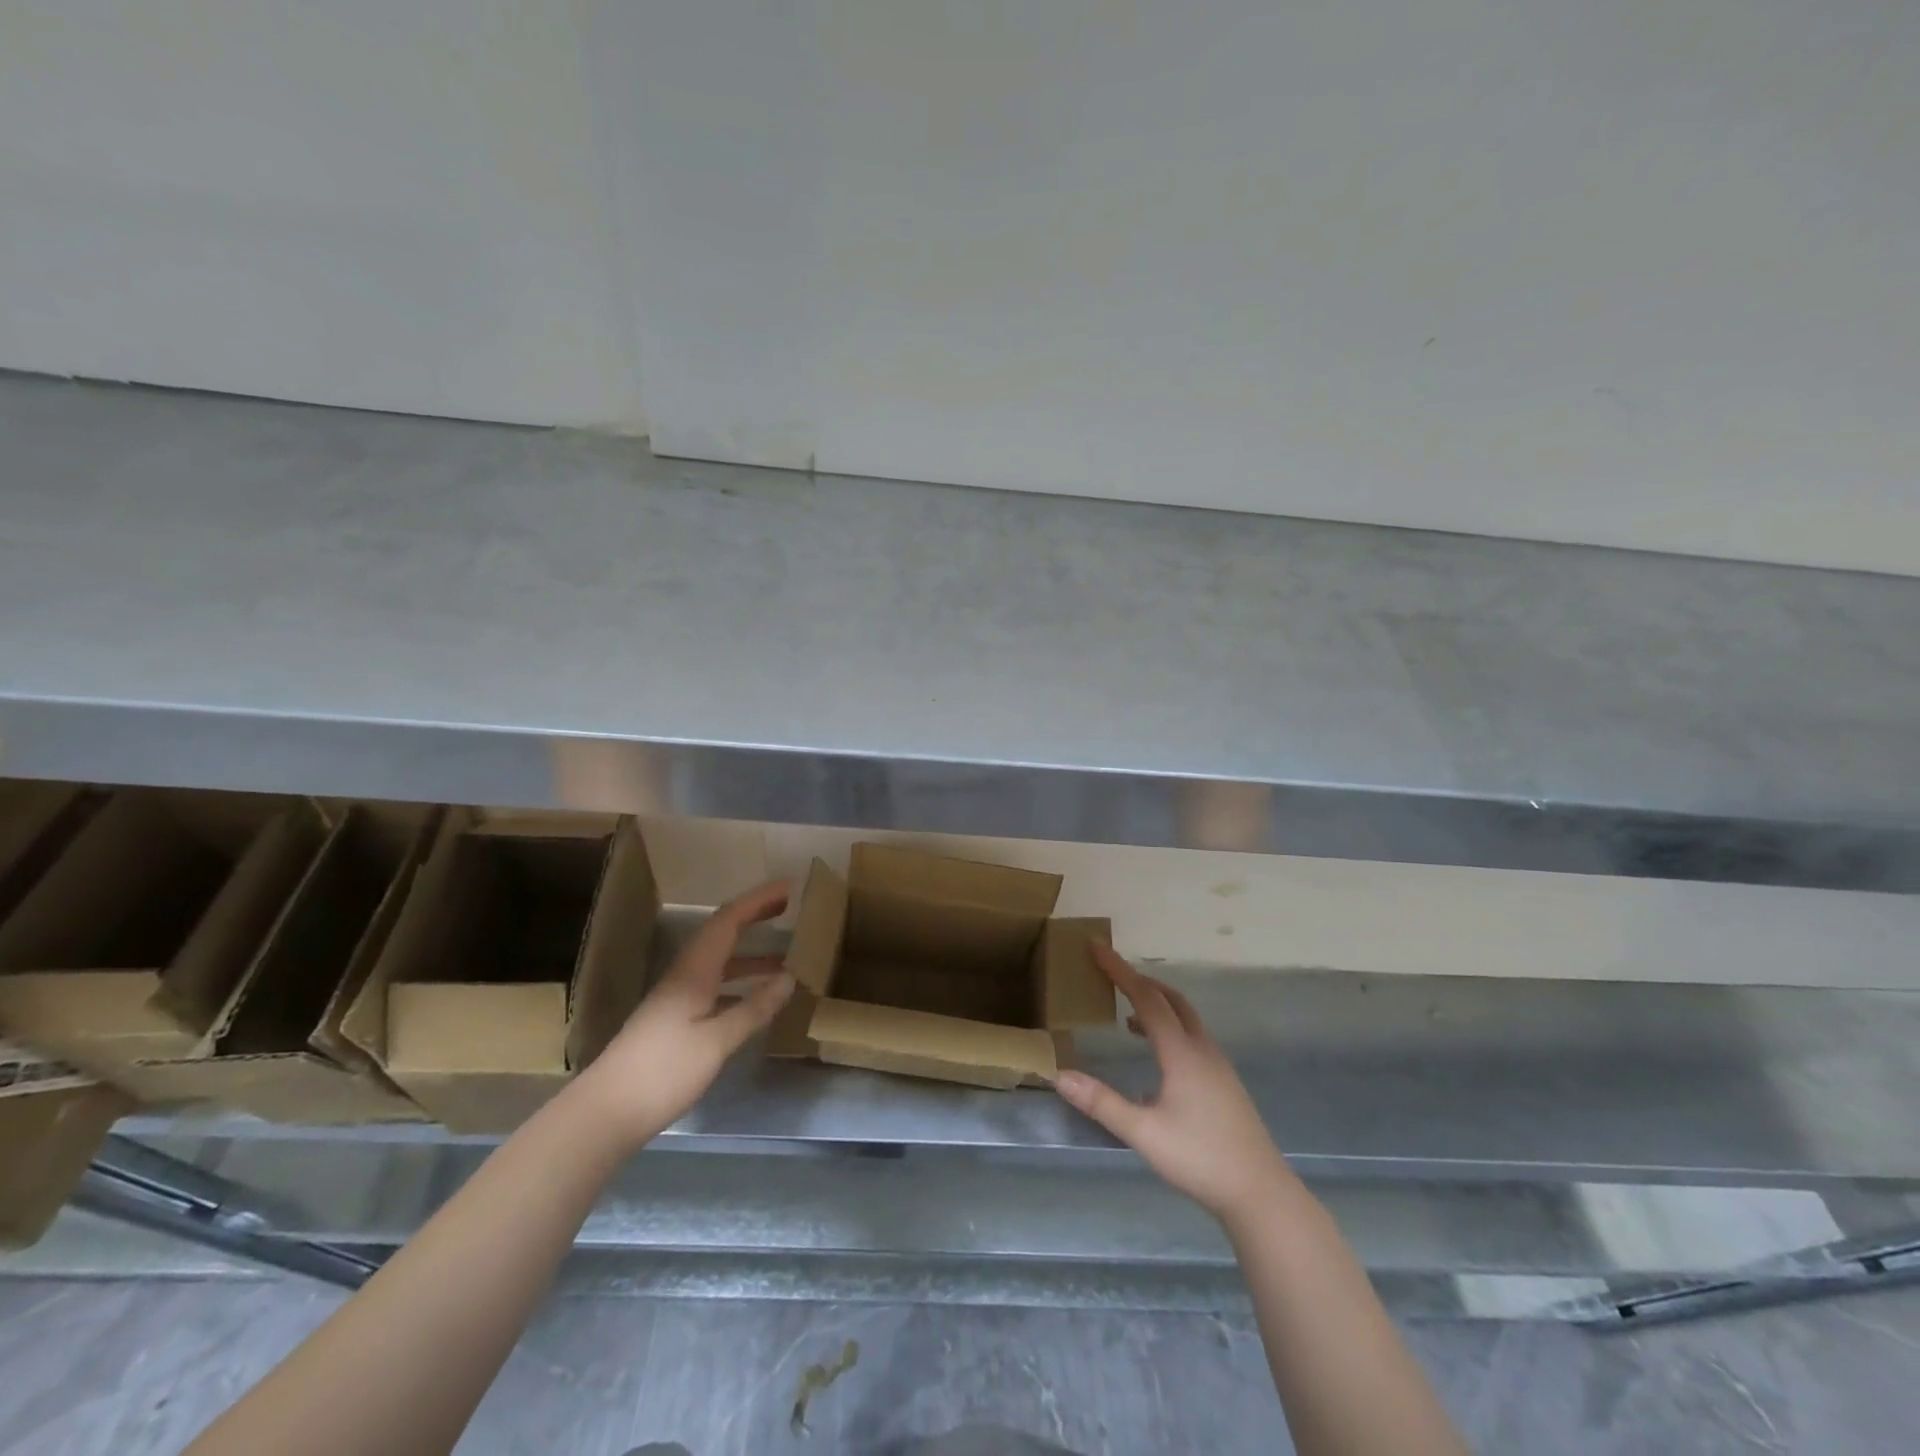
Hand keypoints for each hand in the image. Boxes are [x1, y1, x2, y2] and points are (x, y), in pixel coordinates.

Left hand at [577, 879, 794, 1146]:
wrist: (606, 1113)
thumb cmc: (663, 1071)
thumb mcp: (716, 1041)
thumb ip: (753, 1008)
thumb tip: (788, 978)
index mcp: (694, 971)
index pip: (728, 921)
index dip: (758, 900)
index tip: (788, 887)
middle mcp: (685, 976)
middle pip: (722, 934)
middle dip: (755, 917)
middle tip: (789, 908)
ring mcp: (677, 999)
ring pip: (719, 963)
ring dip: (751, 955)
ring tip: (787, 960)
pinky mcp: (675, 1021)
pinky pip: (714, 986)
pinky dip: (740, 983)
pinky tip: (757, 1001)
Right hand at [1054, 943, 1295, 1221]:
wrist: (1260, 1193)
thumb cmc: (1200, 1159)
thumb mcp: (1144, 1133)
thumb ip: (1102, 1103)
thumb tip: (1060, 1075)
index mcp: (1181, 1052)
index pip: (1146, 999)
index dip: (1119, 971)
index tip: (1096, 947)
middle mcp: (1202, 1049)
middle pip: (1170, 999)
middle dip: (1140, 982)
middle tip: (1110, 976)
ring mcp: (1218, 1066)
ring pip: (1185, 1018)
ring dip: (1157, 1005)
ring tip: (1128, 1016)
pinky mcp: (1225, 1083)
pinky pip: (1193, 1037)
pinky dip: (1170, 1027)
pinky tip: (1157, 1057)